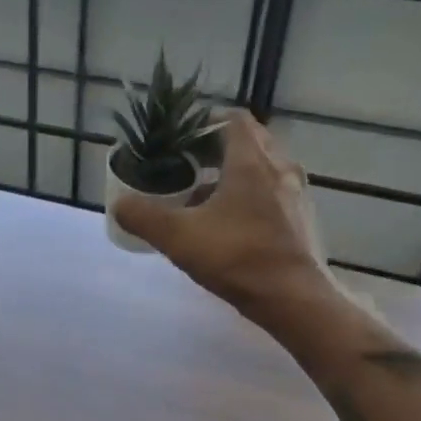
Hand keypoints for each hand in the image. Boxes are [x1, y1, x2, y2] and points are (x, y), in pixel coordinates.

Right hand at [114, 111, 326, 320]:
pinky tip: (226, 223)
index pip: (232, 120)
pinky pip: (272, 194)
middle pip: (249, 141)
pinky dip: (248, 197)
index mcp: (251, 161)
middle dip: (216, 148)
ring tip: (201, 194)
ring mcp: (295, 195)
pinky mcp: (300, 220)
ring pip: (261, 169)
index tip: (180, 138)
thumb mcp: (178, 237)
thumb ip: (143, 217)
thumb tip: (119, 204)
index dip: (204, 123)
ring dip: (232, 174)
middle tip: (187, 163)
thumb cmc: (237, 257)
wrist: (294, 299)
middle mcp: (279, 169)